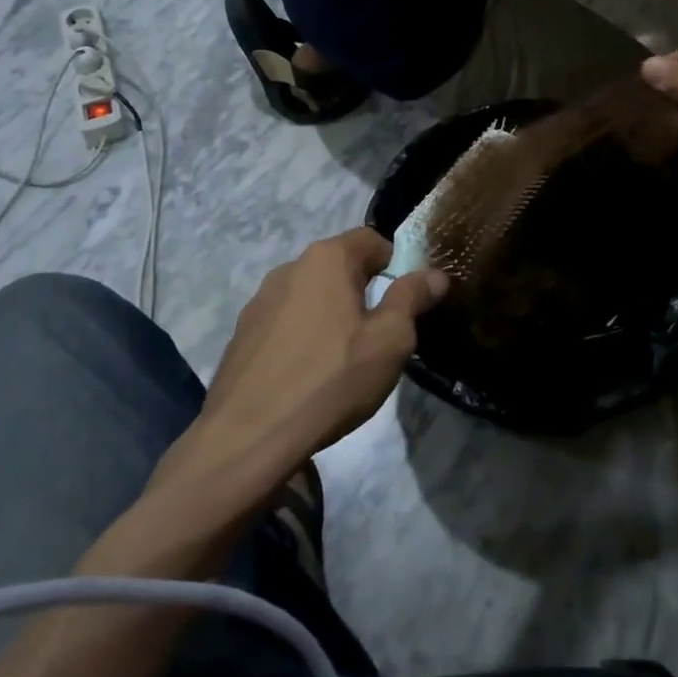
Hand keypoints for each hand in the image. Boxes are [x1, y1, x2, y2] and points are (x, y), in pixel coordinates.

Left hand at [200, 229, 446, 466]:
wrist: (248, 438)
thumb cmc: (331, 380)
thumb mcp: (389, 341)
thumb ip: (412, 298)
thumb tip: (435, 274)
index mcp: (327, 258)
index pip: (371, 239)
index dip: (395, 264)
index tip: (405, 301)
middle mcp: (290, 267)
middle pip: (339, 265)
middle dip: (362, 290)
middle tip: (378, 333)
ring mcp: (260, 300)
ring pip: (310, 294)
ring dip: (330, 313)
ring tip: (341, 358)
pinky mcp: (242, 333)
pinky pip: (285, 321)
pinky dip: (302, 335)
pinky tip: (306, 374)